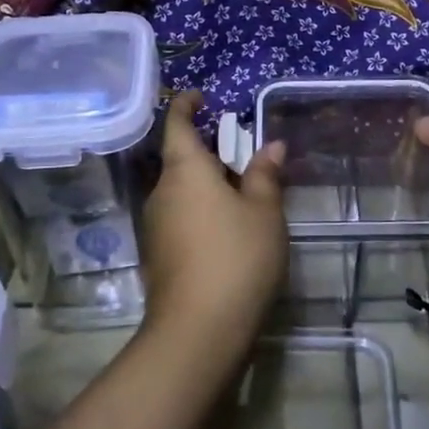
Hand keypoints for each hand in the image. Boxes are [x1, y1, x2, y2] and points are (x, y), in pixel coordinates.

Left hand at [138, 92, 287, 344]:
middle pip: (181, 159)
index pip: (178, 124)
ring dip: (206, 184)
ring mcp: (156, 226)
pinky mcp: (158, 256)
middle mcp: (162, 192)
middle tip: (241, 152)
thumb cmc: (237, 257)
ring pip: (181, 191)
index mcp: (185, 170)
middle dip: (208, 151)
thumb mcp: (264, 212)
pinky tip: (227, 230)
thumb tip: (272, 146)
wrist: (199, 331)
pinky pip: (180, 217)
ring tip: (242, 193)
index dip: (187, 106)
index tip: (201, 96)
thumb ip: (265, 176)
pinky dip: (201, 211)